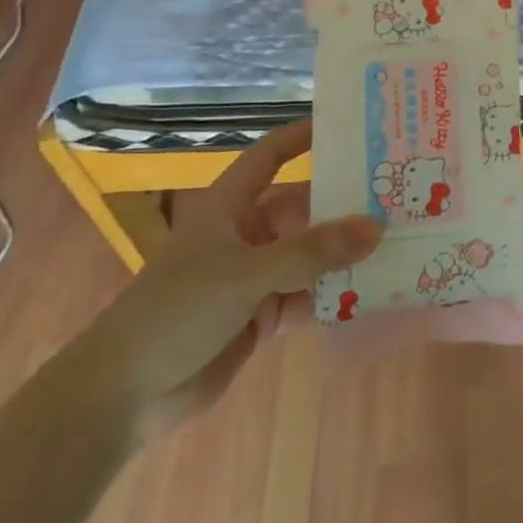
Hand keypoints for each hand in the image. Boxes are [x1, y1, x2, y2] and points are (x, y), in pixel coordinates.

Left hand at [64, 120, 380, 441]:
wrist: (123, 396)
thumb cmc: (176, 312)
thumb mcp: (247, 274)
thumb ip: (313, 252)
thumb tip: (376, 227)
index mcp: (230, 207)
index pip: (270, 157)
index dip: (303, 136)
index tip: (350, 126)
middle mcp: (246, 234)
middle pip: (303, 208)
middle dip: (344, 203)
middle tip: (397, 192)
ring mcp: (255, 277)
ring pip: (311, 255)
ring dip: (346, 252)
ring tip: (400, 239)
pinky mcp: (261, 316)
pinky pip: (309, 296)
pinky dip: (336, 295)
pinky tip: (374, 291)